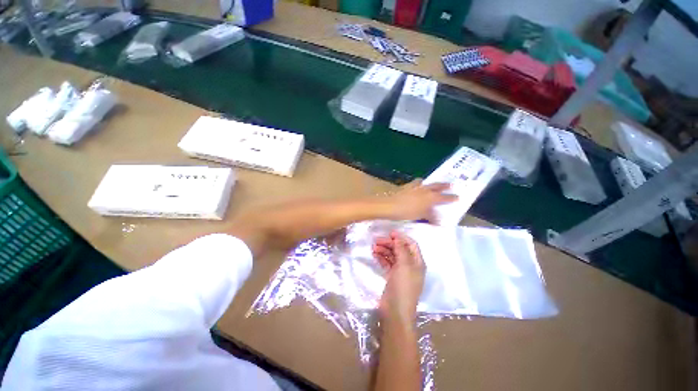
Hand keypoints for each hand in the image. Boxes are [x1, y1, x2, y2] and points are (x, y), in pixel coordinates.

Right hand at [373, 231, 425, 323]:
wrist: (396, 310)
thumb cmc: (403, 287)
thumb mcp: (404, 266)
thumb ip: (401, 250)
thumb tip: (397, 237)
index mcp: (418, 262)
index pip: (411, 245)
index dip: (401, 237)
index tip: (389, 233)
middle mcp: (411, 266)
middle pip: (401, 250)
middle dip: (390, 243)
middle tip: (376, 240)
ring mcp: (401, 273)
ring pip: (393, 257)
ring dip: (385, 250)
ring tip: (373, 247)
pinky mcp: (392, 279)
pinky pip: (387, 265)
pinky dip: (382, 259)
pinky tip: (374, 255)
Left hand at [386, 179, 456, 223]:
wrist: (389, 205)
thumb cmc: (406, 212)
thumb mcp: (421, 216)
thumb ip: (431, 217)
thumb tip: (438, 221)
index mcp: (431, 197)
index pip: (444, 198)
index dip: (451, 198)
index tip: (458, 197)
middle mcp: (425, 189)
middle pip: (437, 186)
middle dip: (444, 186)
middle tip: (451, 184)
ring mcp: (416, 187)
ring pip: (427, 183)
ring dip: (432, 184)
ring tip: (435, 184)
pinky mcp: (407, 187)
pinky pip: (417, 184)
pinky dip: (420, 185)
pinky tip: (418, 186)